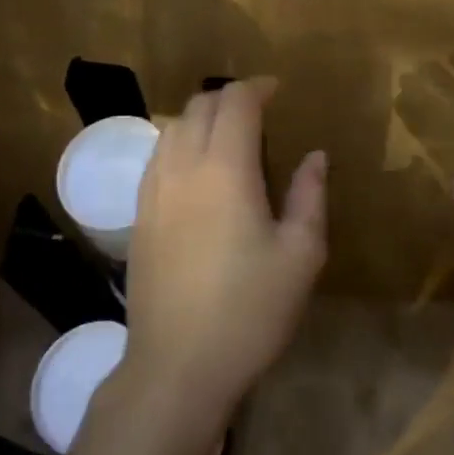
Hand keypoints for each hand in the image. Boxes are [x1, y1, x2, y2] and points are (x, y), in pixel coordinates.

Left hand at [121, 79, 327, 427]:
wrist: (177, 365)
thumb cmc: (250, 310)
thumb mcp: (300, 255)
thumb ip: (310, 195)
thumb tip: (315, 156)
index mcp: (225, 168)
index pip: (235, 103)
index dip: (257, 88)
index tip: (277, 91)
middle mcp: (182, 167)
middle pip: (198, 107)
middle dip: (229, 98)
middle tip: (258, 111)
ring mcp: (152, 190)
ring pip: (171, 127)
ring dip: (200, 118)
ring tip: (227, 135)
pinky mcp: (138, 215)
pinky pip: (156, 156)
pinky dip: (179, 143)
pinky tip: (196, 169)